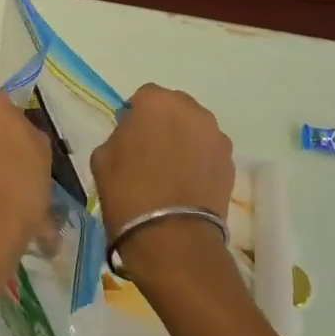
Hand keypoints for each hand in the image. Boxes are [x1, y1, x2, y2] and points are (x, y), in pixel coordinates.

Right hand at [90, 85, 233, 287]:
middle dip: (163, 124)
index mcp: (157, 102)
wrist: (172, 238)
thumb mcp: (103, 158)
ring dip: (184, 141)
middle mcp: (192, 110)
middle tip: (150, 153)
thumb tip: (131, 137)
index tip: (128, 139)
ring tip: (172, 172)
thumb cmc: (128, 192)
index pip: (143, 97)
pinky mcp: (231, 163)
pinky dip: (200, 162)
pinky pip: (209, 153)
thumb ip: (119, 136)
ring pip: (195, 130)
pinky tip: (187, 186)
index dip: (135, 116)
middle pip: (174, 109)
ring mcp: (216, 136)